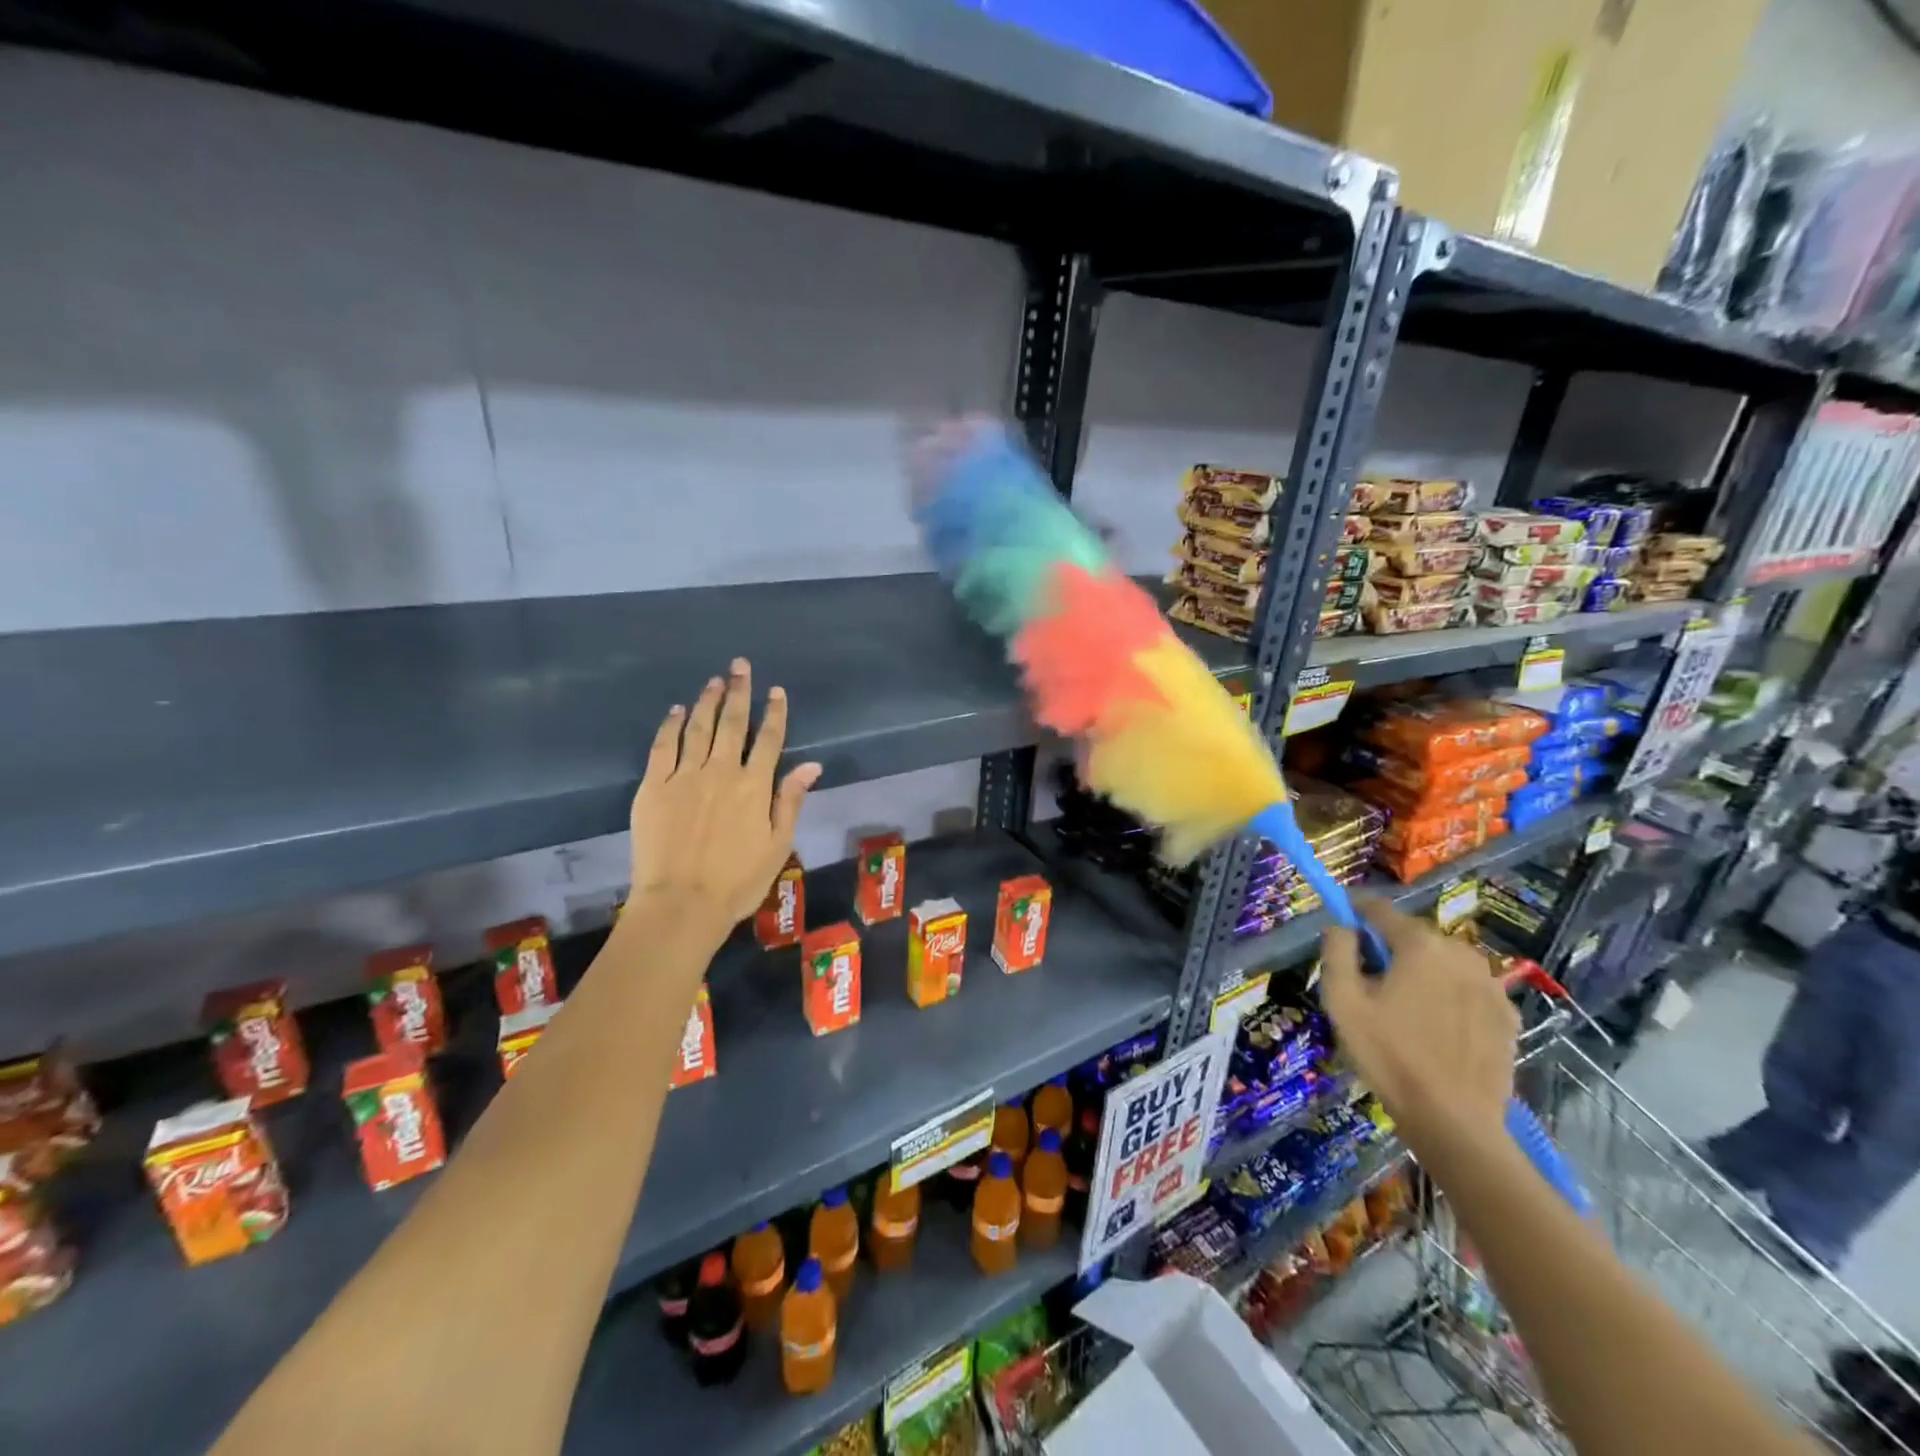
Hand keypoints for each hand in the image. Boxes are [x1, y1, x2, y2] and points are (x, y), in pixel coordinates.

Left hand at [628, 659, 821, 939]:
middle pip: (732, 723)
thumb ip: (791, 800)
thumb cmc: (737, 881)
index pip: (768, 739)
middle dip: (739, 692)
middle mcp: (721, 771)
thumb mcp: (778, 845)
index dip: (774, 713)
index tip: (776, 691)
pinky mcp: (653, 786)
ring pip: (698, 728)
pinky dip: (671, 725)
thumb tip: (812, 764)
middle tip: (740, 666)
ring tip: (714, 680)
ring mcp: (684, 776)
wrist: (681, 904)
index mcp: (754, 786)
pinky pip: (663, 747)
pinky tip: (677, 710)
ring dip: (707, 701)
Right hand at [1319, 897, 1516, 1149]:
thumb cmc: (1389, 1055)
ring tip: (1405, 1005)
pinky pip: (1467, 988)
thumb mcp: (1342, 1001)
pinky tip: (1437, 1025)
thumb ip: (1337, 951)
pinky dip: (1449, 994)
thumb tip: (1341, 926)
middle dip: (1390, 947)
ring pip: (1444, 961)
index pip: (1380, 909)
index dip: (1356, 912)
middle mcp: (1461, 954)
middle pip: (1414, 935)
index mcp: (1420, 945)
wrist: (1454, 1122)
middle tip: (1370, 979)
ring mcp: (1491, 985)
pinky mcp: (1507, 1015)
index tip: (1342, 923)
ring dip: (1422, 970)